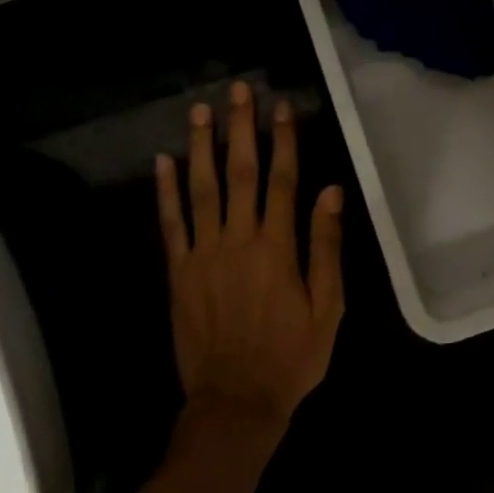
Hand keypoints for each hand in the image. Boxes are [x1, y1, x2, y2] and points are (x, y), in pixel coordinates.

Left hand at [155, 82, 344, 440]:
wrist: (235, 402)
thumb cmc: (291, 357)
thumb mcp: (327, 308)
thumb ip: (326, 247)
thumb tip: (330, 191)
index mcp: (278, 248)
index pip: (283, 181)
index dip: (283, 141)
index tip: (282, 107)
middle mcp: (238, 240)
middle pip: (240, 173)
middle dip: (241, 128)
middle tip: (238, 90)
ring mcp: (203, 254)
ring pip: (201, 189)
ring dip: (202, 146)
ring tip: (201, 110)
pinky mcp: (178, 272)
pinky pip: (170, 224)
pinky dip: (166, 191)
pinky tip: (163, 161)